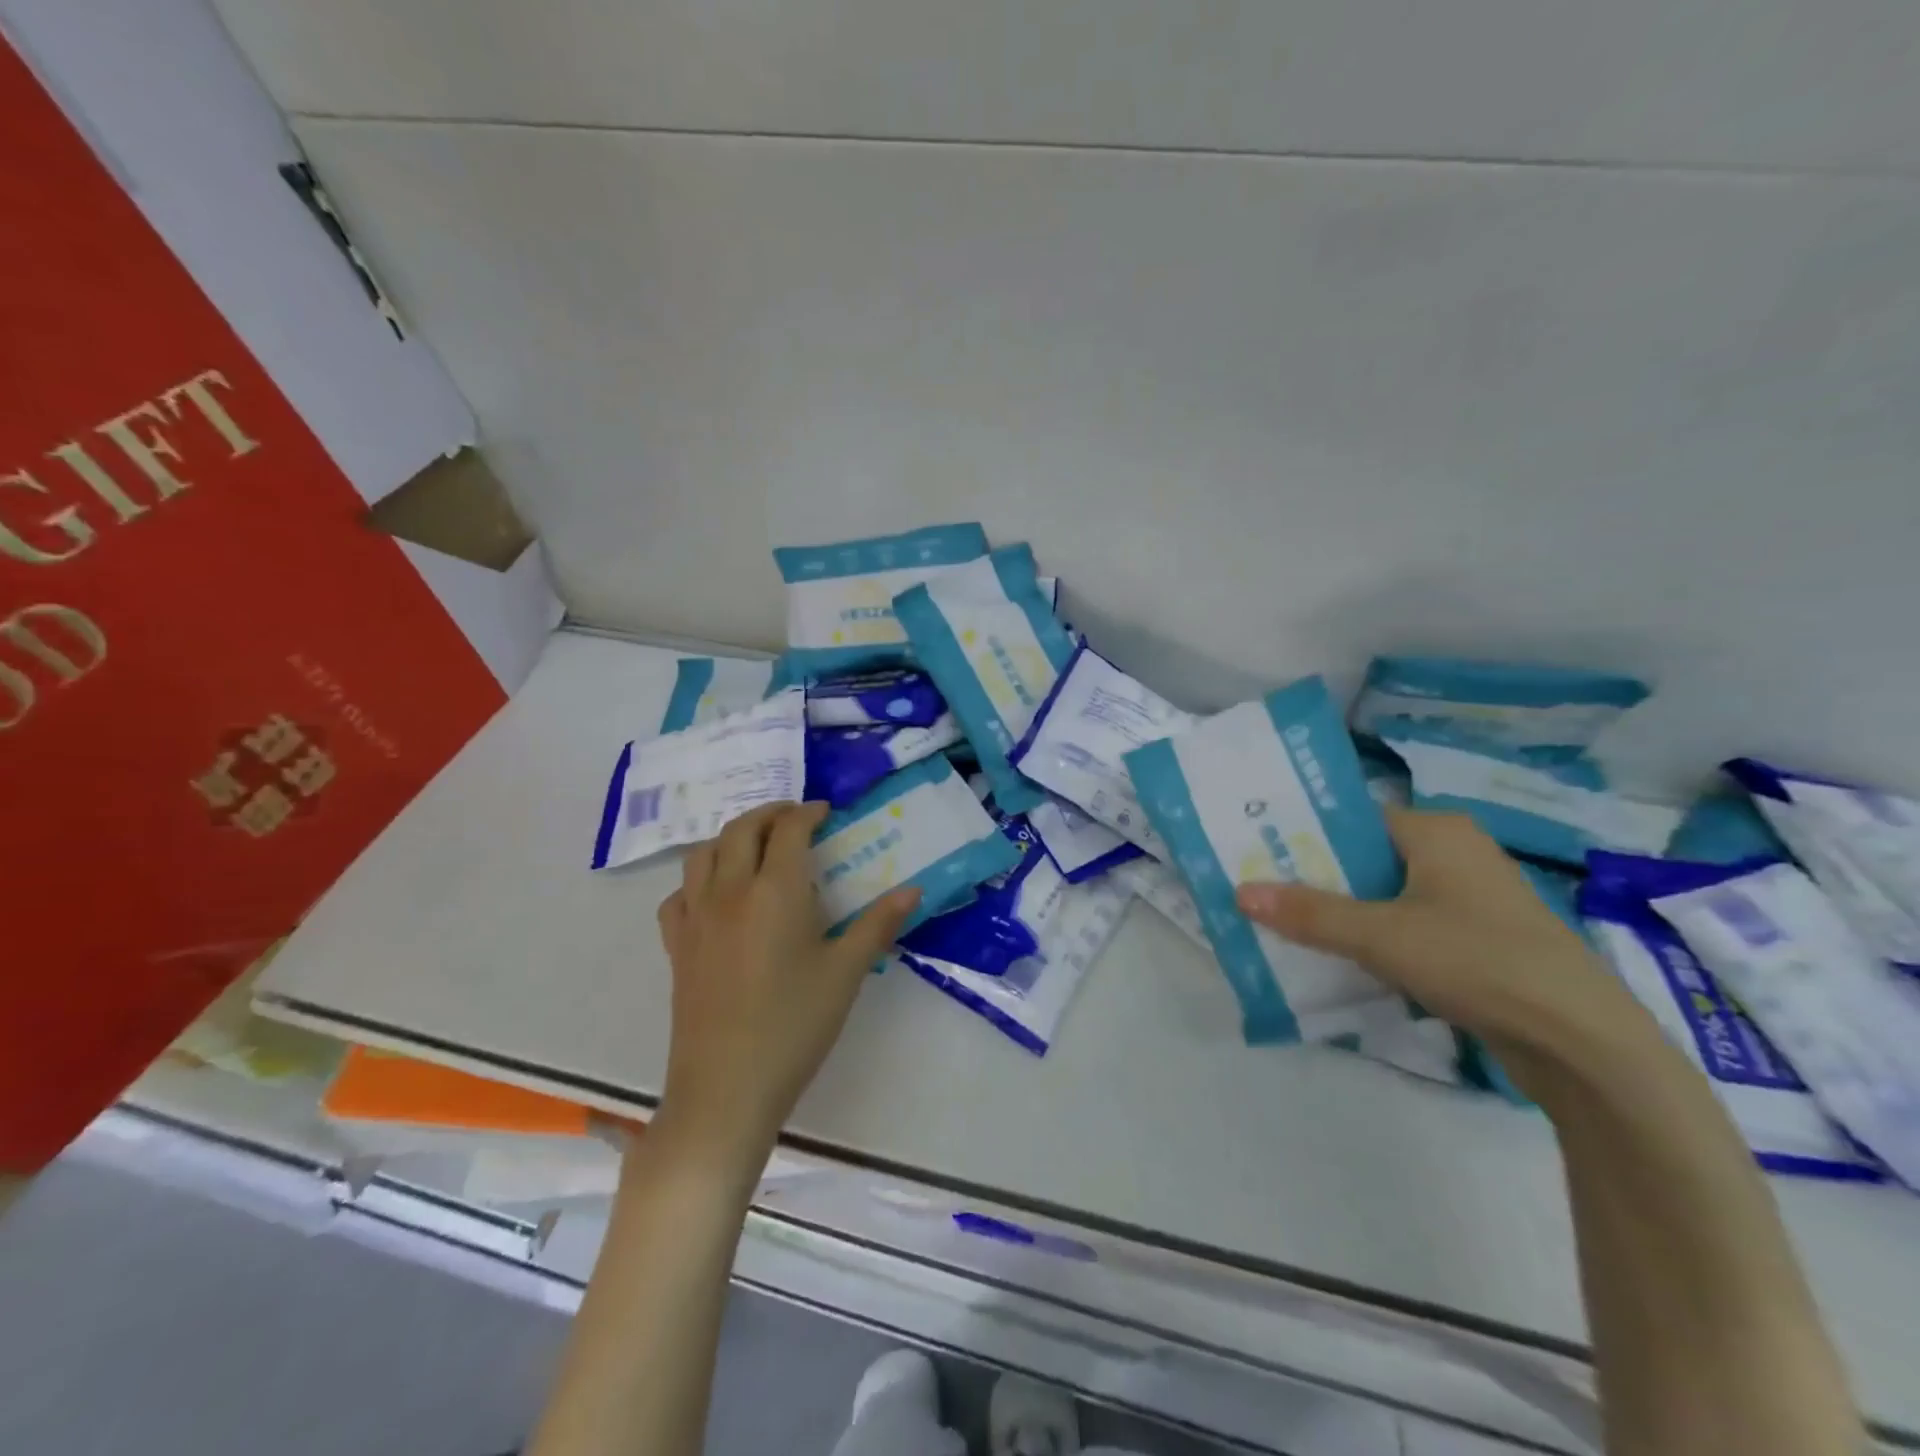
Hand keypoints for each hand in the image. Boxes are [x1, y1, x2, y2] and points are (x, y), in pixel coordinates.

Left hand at [653, 801, 920, 1170]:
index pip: (788, 830)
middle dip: (770, 814)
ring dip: (731, 837)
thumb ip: (878, 924)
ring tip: (756, 847)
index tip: (826, 813)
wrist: (726, 1088)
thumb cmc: (794, 1026)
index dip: (808, 813)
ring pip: (703, 852)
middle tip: (795, 820)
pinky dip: (698, 878)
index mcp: (775, 891)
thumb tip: (913, 890)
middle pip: (742, 829)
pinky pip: (679, 893)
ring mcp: (696, 917)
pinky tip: (716, 895)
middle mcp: (730, 891)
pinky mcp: (676, 945)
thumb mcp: (846, 973)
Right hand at [1235, 807, 1644, 1066]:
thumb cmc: (1479, 962)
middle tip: (1264, 898)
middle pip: (1365, 859)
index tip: (1259, 859)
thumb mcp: (1381, 936)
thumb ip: (1309, 914)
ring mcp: (1472, 899)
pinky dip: (1377, 940)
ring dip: (1344, 915)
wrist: (1585, 1045)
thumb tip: (1240, 892)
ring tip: (1290, 931)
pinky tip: (1345, 962)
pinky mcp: (1480, 940)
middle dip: (1317, 882)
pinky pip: (1410, 927)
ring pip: (1386, 897)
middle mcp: (1456, 854)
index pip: (1352, 820)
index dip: (1303, 838)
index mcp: (1437, 831)